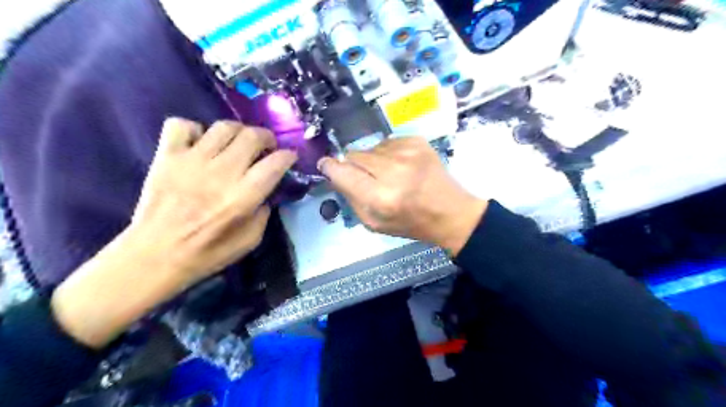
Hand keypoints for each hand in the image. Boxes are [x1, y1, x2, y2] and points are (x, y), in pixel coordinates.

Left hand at [52, 119, 296, 347]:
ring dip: (238, 131)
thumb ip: (264, 213)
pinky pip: (181, 125)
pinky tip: (199, 143)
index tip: (289, 158)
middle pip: (253, 136)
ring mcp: (192, 160)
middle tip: (266, 147)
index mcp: (244, 196)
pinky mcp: (167, 156)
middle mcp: (222, 172)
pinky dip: (194, 129)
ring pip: (223, 126)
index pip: (276, 163)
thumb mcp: (250, 240)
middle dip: (267, 138)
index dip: (288, 156)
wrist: (154, 256)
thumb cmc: (207, 253)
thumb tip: (267, 193)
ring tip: (237, 143)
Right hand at [319, 138, 486, 255]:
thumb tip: (335, 173)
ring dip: (372, 160)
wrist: (450, 212)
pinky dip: (388, 153)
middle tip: (366, 178)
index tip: (326, 166)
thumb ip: (351, 198)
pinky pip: (387, 142)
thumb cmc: (411, 223)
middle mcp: (393, 170)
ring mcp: (407, 152)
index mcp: (381, 197)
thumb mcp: (374, 224)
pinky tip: (401, 166)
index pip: (342, 172)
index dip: (331, 167)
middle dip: (353, 165)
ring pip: (371, 148)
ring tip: (389, 174)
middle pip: (354, 155)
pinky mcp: (417, 141)